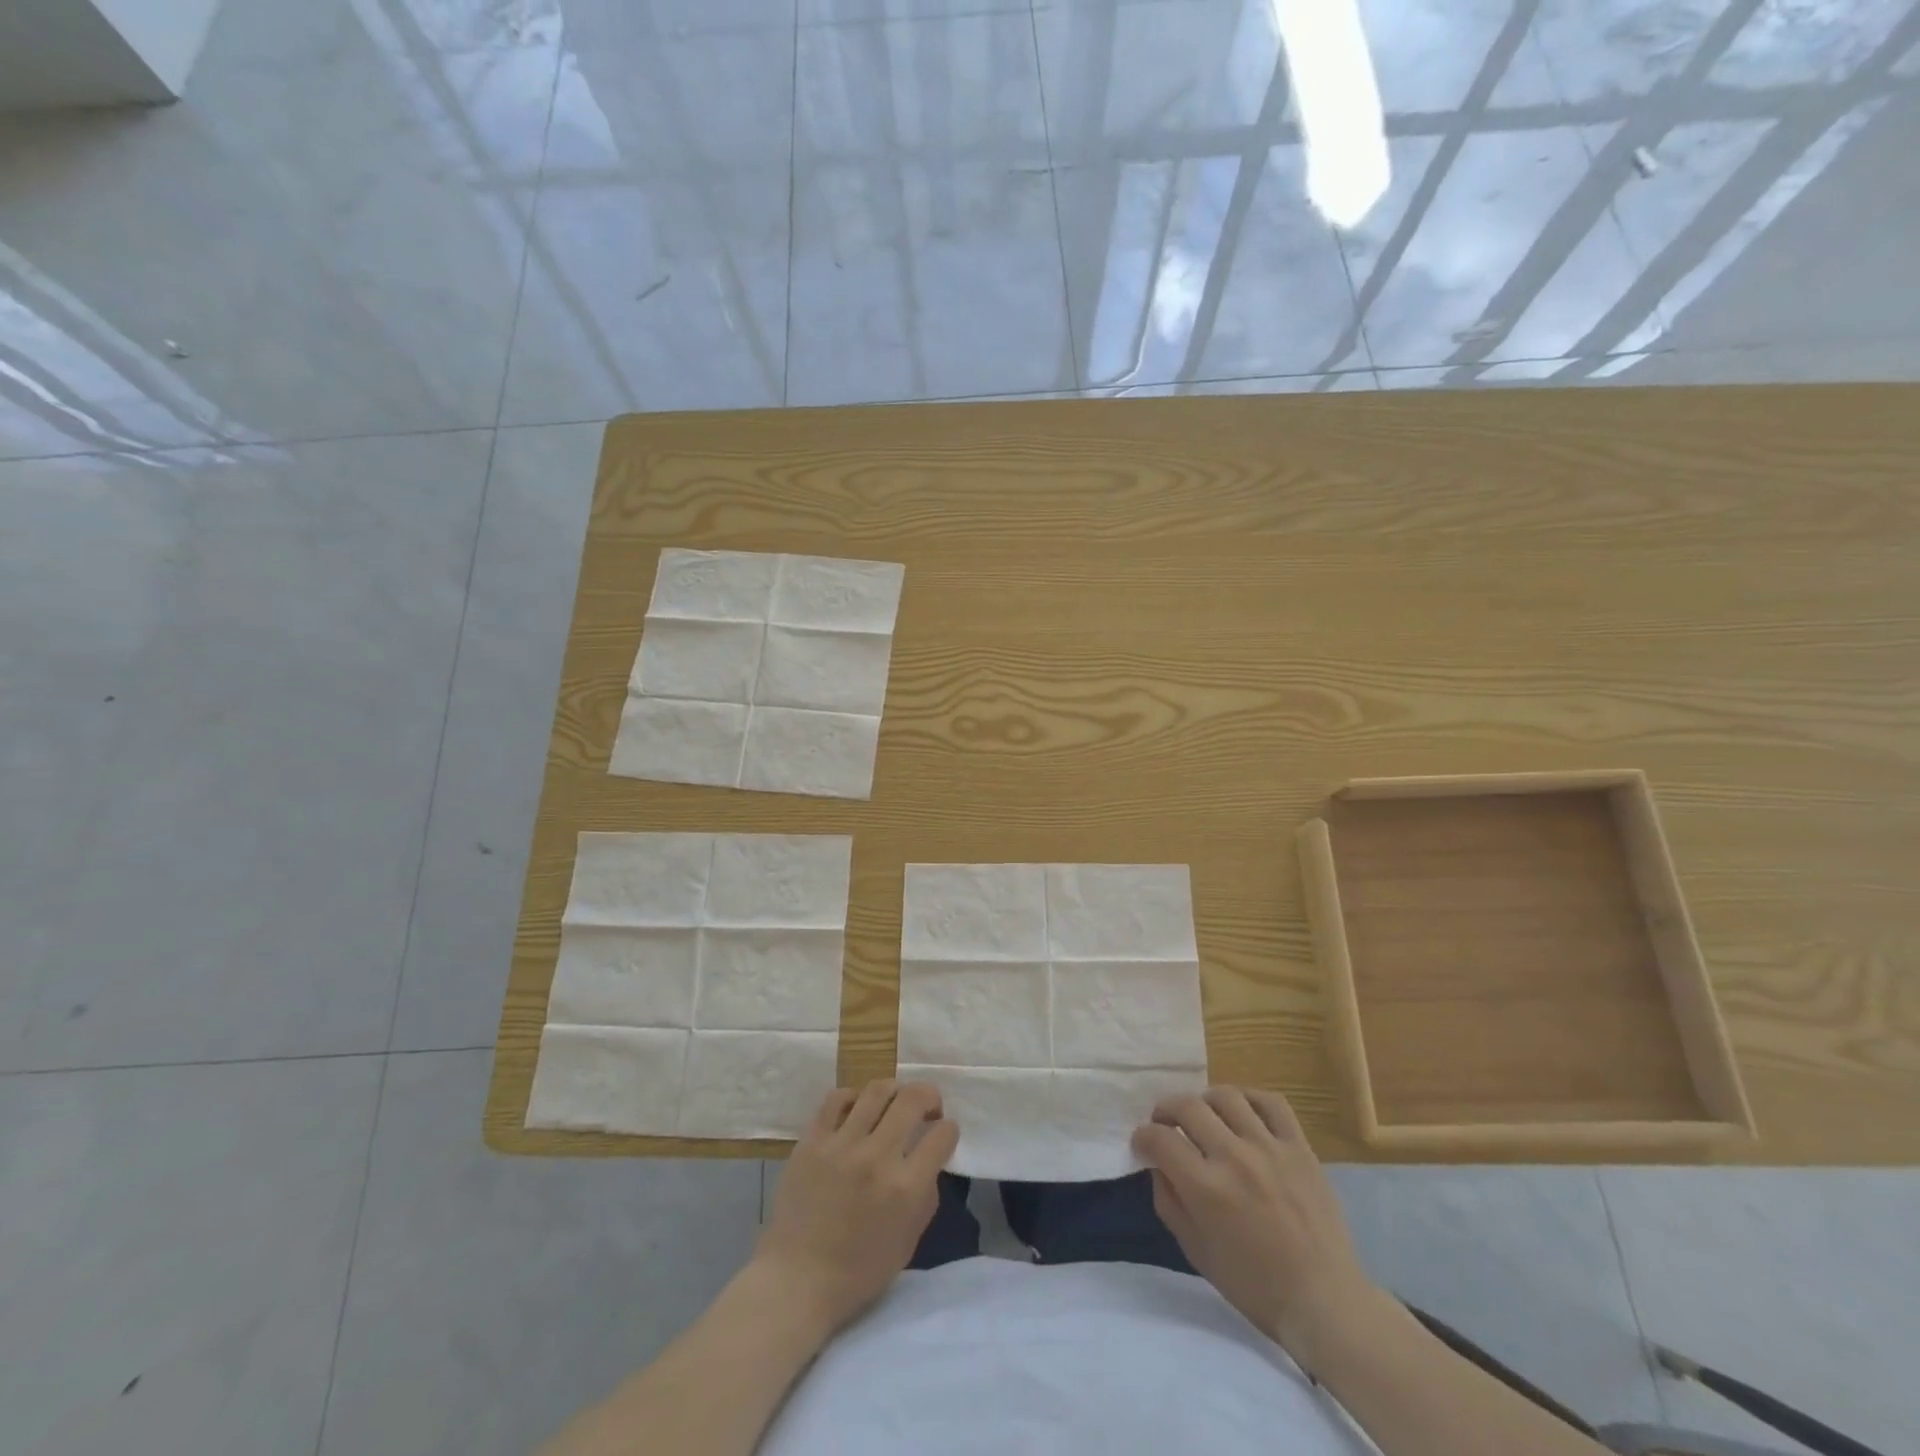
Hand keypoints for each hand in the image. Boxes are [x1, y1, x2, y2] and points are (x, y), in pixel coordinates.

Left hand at [751, 1080, 957, 1336]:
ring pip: (876, 1090)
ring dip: (894, 1091)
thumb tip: (930, 1160)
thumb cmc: (857, 1272)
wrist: (796, 1281)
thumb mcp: (908, 1241)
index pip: (942, 1136)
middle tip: (927, 1108)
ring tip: (893, 1104)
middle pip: (912, 1099)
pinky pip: (836, 1099)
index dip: (949, 1130)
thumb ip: (925, 1195)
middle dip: (929, 1096)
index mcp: (905, 1188)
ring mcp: (841, 1145)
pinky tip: (856, 1111)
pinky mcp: (812, 1140)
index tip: (943, 1133)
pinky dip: (853, 1098)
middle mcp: (876, 1157)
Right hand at [1133, 1087, 1383, 1363]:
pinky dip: (1250, 1098)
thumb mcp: (1196, 1252)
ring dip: (1205, 1101)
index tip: (1143, 1144)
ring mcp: (1270, 1148)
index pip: (1160, 1139)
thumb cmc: (1254, 1285)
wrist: (1324, 1301)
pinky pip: (1271, 1103)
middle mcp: (1234, 1158)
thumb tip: (1157, 1166)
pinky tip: (1242, 1111)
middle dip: (1166, 1110)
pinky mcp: (1300, 1147)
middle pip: (1188, 1106)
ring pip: (1226, 1096)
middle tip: (1165, 1123)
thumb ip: (1169, 1202)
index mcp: (1206, 1188)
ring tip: (1204, 1116)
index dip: (1143, 1136)